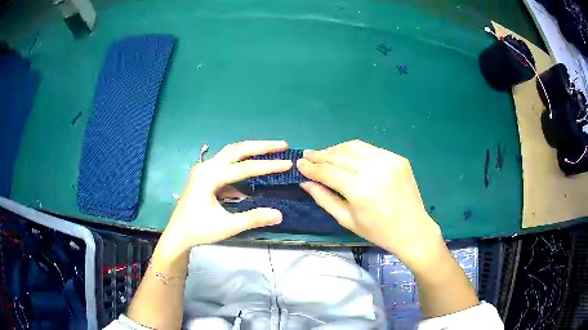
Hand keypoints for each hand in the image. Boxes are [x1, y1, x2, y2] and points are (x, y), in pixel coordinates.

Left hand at [161, 141, 292, 254]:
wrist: (177, 234)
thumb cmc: (199, 230)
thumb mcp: (227, 226)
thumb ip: (253, 218)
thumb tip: (279, 214)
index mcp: (210, 177)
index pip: (244, 168)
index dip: (268, 166)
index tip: (288, 163)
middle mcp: (206, 167)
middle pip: (237, 149)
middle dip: (261, 146)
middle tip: (283, 145)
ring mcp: (204, 169)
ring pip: (231, 153)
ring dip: (251, 151)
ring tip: (271, 150)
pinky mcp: (204, 175)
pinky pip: (225, 164)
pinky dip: (241, 165)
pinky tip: (251, 173)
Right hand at [298, 140, 444, 270]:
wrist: (413, 230)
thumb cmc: (378, 231)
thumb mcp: (347, 220)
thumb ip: (324, 198)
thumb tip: (305, 182)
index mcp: (360, 190)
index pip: (328, 171)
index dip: (311, 167)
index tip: (299, 163)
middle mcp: (374, 170)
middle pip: (339, 155)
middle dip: (321, 155)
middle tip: (309, 156)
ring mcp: (388, 161)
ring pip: (354, 146)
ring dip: (336, 149)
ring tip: (326, 154)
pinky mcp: (398, 158)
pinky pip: (371, 149)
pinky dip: (355, 151)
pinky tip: (349, 157)